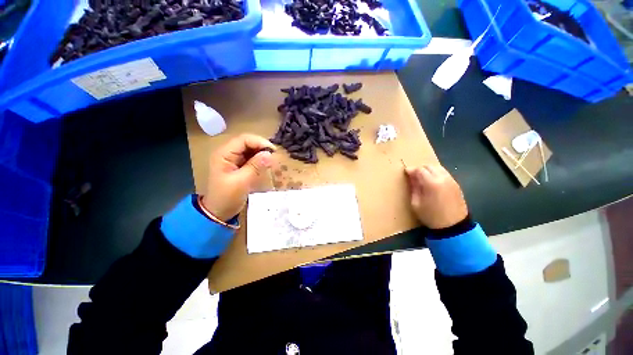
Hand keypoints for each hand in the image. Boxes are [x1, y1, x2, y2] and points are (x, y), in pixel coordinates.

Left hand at [201, 134, 275, 220]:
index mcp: (224, 154)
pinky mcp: (239, 165)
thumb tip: (270, 154)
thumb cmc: (227, 197)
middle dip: (262, 147)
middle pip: (248, 142)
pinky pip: (251, 158)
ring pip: (251, 150)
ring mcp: (233, 159)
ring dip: (262, 153)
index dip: (260, 142)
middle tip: (274, 157)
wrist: (218, 211)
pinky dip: (260, 160)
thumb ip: (255, 166)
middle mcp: (228, 153)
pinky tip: (266, 165)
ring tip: (272, 161)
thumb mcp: (242, 182)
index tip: (273, 151)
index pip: (244, 139)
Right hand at [405, 165, 467, 228]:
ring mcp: (451, 180)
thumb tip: (411, 177)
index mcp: (431, 183)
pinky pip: (444, 173)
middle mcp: (442, 178)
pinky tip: (433, 181)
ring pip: (438, 168)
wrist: (454, 226)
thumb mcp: (416, 204)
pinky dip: (436, 173)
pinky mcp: (456, 184)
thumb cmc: (431, 216)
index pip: (420, 170)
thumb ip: (414, 188)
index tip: (406, 172)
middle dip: (420, 169)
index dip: (411, 170)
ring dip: (429, 170)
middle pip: (429, 166)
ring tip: (423, 178)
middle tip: (414, 176)